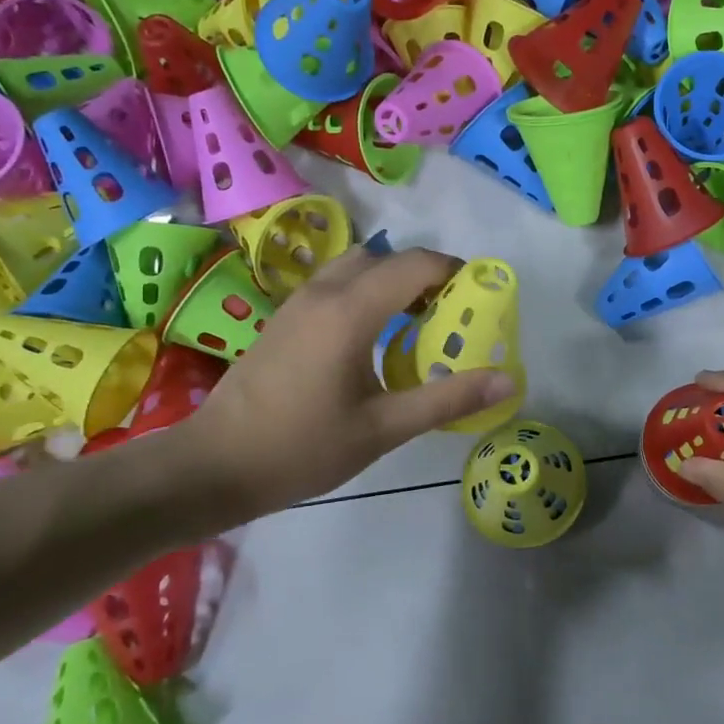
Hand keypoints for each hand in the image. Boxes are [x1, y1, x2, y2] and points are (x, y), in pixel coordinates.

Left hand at [179, 248, 516, 519]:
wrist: (214, 465)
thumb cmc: (303, 448)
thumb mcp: (384, 429)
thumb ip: (448, 399)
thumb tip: (508, 381)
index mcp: (351, 312)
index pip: (415, 264)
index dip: (454, 272)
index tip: (480, 298)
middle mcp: (324, 293)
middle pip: (386, 259)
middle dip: (426, 276)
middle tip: (452, 316)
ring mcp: (298, 303)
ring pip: (357, 267)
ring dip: (393, 282)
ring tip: (417, 324)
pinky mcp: (284, 318)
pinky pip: (336, 284)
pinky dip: (367, 293)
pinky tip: (374, 338)